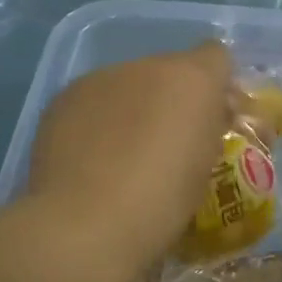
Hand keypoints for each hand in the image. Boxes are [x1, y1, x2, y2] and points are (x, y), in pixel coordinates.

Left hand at [24, 41, 235, 280]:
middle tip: (168, 143)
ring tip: (124, 154)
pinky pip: (94, 100)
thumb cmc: (163, 203)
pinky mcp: (64, 97)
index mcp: (193, 80)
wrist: (85, 225)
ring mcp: (101, 78)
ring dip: (134, 107)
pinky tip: (91, 158)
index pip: (217, 56)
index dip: (216, 86)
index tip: (213, 121)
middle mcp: (148, 66)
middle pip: (170, 69)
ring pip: (129, 83)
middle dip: (173, 98)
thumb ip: (211, 130)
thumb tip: (208, 119)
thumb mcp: (207, 168)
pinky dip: (99, 120)